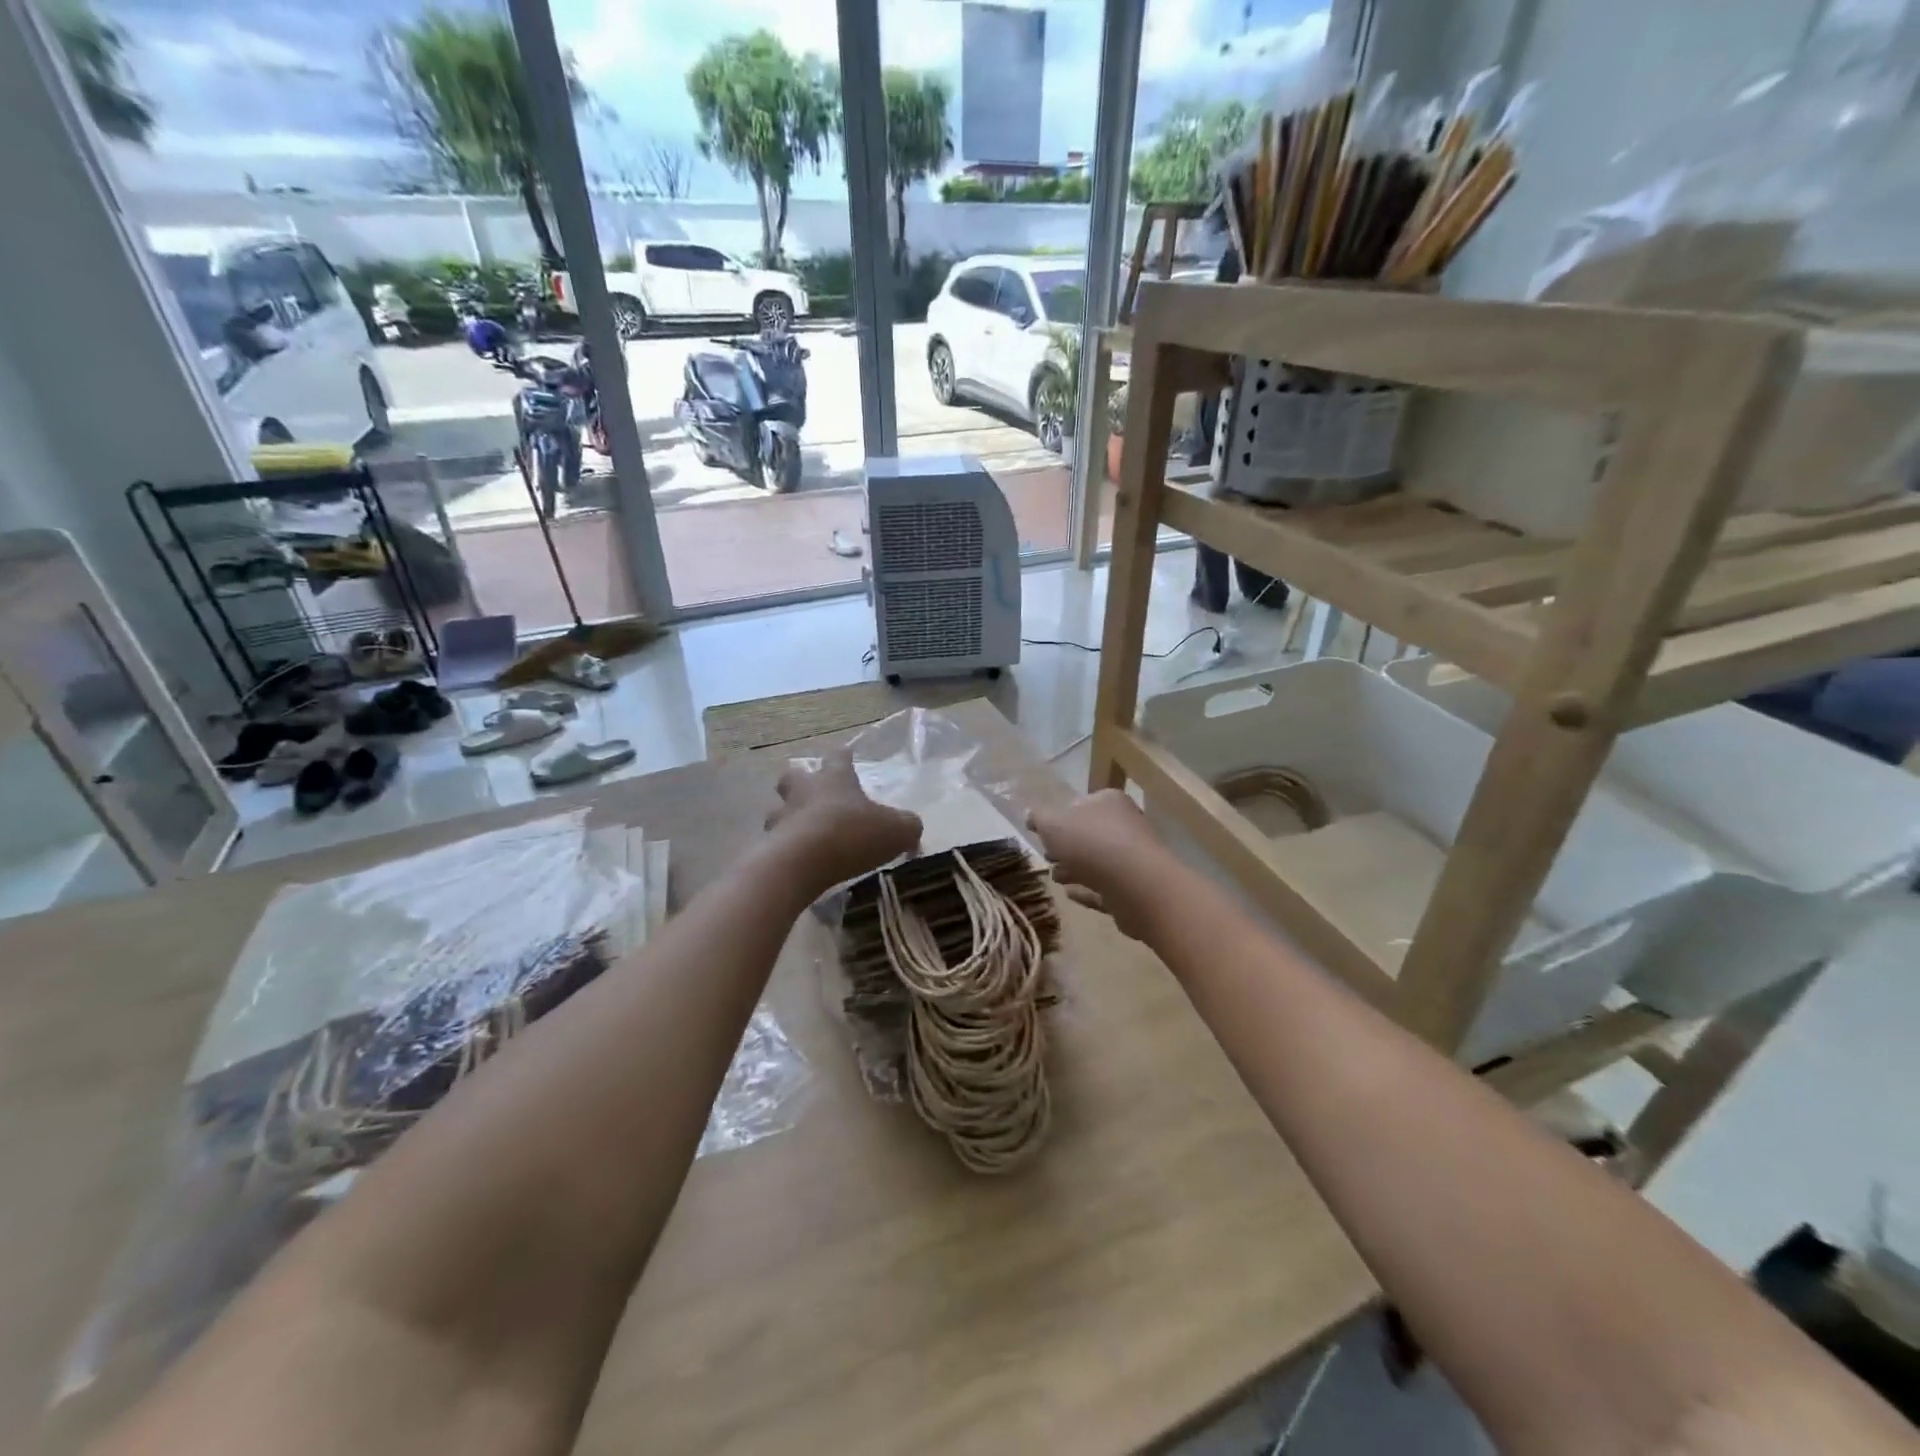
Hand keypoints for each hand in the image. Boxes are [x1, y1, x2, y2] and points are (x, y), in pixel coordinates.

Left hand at [765, 749, 921, 889]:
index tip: (846, 755)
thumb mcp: (897, 830)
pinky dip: (785, 849)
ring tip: (802, 833)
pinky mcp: (769, 846)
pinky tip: (798, 863)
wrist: (802, 863)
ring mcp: (782, 818)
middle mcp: (804, 791)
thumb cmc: (852, 834)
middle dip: (800, 782)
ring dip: (788, 818)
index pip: (838, 757)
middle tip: (811, 794)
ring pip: (778, 810)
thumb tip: (912, 830)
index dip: (844, 757)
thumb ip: (908, 826)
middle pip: (794, 776)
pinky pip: (776, 842)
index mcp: (835, 779)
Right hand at [1027, 790, 1168, 940]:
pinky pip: (1106, 887)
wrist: (1136, 884)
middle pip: (1089, 835)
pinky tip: (1070, 895)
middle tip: (1048, 857)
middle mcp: (1125, 825)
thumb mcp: (1052, 825)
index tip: (1043, 835)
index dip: (1060, 818)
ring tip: (1055, 878)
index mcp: (1108, 802)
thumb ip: (1039, 819)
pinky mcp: (1135, 889)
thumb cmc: (1091, 843)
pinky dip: (1088, 890)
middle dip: (1067, 847)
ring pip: (1098, 862)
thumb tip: (1030, 815)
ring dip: (1076, 869)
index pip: (1080, 804)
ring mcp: (1133, 858)